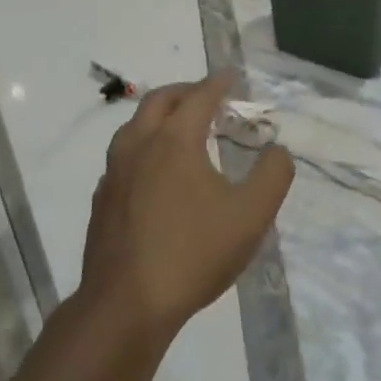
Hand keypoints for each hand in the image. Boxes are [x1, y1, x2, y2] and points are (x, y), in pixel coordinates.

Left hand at [81, 72, 293, 346]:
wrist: (126, 304)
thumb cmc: (193, 254)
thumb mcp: (250, 216)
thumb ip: (272, 176)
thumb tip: (278, 151)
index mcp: (174, 140)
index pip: (199, 97)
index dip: (218, 83)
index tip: (231, 76)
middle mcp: (139, 144)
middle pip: (159, 101)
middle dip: (185, 91)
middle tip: (206, 96)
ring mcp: (114, 171)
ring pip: (134, 126)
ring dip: (159, 116)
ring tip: (179, 128)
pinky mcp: (102, 199)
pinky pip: (123, 155)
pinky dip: (143, 145)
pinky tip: (153, 171)